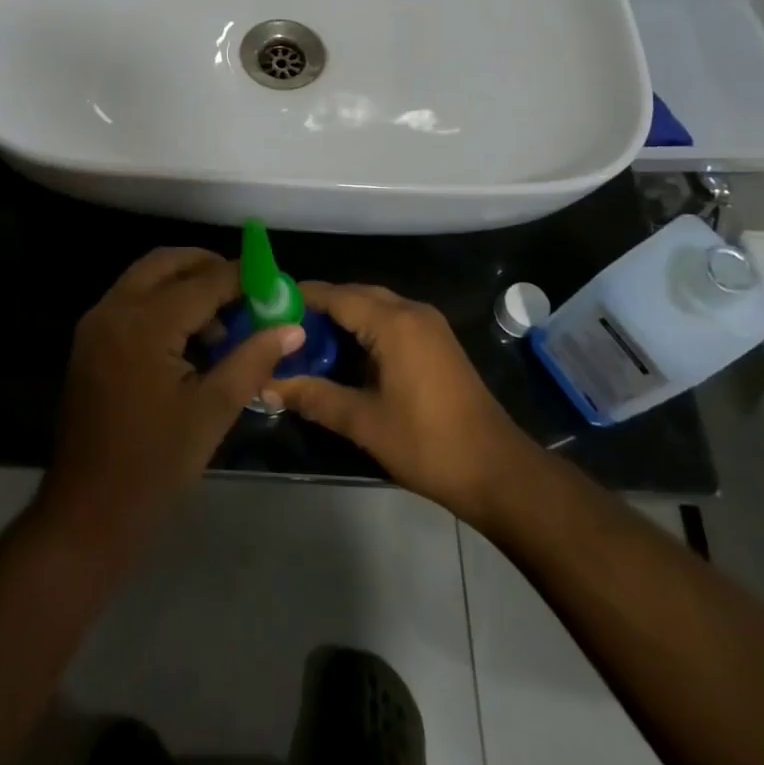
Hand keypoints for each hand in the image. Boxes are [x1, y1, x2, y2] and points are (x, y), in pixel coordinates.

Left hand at [39, 248, 304, 545]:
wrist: (87, 513)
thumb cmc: (154, 465)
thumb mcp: (213, 411)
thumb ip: (253, 359)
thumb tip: (292, 326)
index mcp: (145, 323)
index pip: (204, 281)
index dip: (243, 278)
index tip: (274, 283)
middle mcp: (115, 309)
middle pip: (167, 262)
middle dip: (208, 266)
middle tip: (246, 290)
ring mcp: (96, 324)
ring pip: (146, 276)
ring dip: (184, 282)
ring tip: (222, 320)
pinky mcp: (90, 341)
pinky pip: (131, 299)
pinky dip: (161, 300)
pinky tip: (189, 336)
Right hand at [268, 282, 532, 524]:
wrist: (497, 470)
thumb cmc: (427, 443)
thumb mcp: (364, 422)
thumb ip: (314, 397)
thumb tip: (266, 385)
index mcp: (393, 323)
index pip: (336, 295)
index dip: (301, 297)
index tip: (267, 306)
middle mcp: (411, 311)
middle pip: (355, 294)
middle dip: (320, 306)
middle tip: (283, 326)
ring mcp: (428, 324)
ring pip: (375, 305)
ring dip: (343, 316)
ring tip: (307, 339)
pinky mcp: (437, 341)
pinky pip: (391, 318)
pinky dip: (365, 327)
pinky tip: (345, 352)